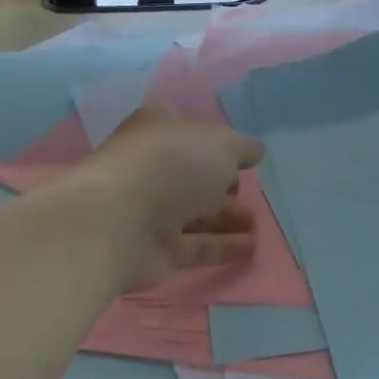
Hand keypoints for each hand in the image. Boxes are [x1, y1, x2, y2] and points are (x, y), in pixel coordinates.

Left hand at [76, 104, 264, 285]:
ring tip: (259, 224)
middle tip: (253, 192)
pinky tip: (252, 248)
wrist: (118, 222)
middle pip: (193, 175)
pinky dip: (223, 247)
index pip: (189, 130)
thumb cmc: (171, 164)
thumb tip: (256, 151)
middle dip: (223, 184)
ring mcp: (152, 209)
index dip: (215, 141)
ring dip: (228, 218)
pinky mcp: (157, 249)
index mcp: (159, 129)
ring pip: (197, 213)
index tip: (242, 155)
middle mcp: (153, 166)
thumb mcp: (219, 143)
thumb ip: (242, 147)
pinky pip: (197, 246)